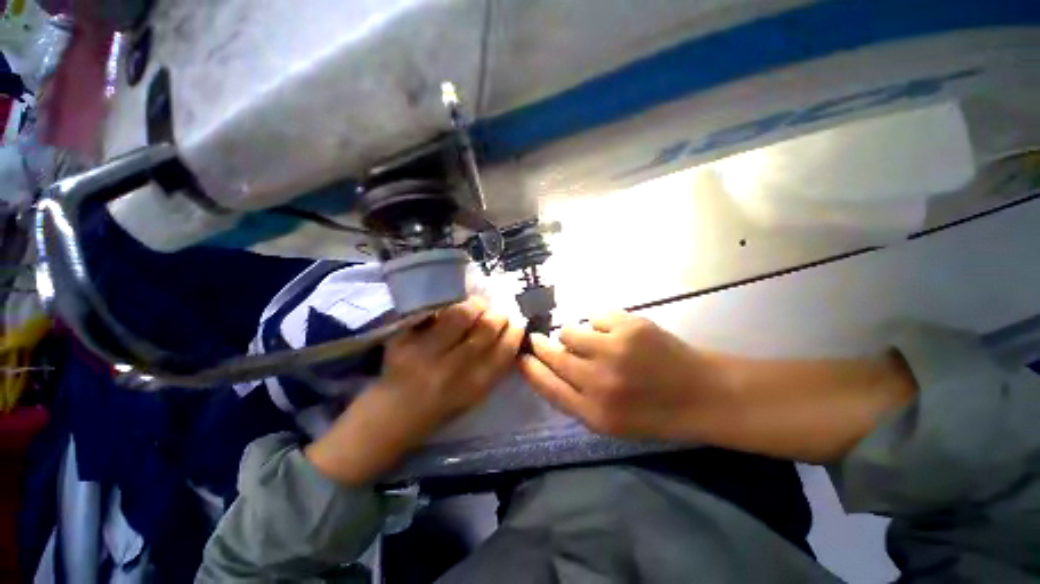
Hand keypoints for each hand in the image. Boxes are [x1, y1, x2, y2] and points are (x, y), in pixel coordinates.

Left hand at [306, 298, 523, 484]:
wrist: (391, 417)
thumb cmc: (439, 408)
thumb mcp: (473, 395)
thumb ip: (492, 367)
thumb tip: (511, 332)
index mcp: (473, 387)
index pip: (504, 351)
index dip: (514, 331)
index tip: (515, 323)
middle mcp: (451, 370)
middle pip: (486, 328)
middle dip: (497, 315)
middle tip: (495, 312)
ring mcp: (424, 354)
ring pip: (460, 314)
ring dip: (475, 305)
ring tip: (476, 306)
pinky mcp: (403, 342)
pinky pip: (433, 313)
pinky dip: (447, 305)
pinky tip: (453, 307)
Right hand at [521, 311, 916, 461]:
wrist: (703, 395)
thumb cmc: (655, 412)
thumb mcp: (610, 421)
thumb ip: (575, 397)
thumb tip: (548, 365)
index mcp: (594, 413)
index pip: (546, 385)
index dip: (529, 367)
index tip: (520, 355)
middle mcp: (599, 382)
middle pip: (553, 354)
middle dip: (540, 344)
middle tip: (537, 337)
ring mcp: (614, 351)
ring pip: (571, 331)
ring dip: (575, 334)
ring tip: (592, 339)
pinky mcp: (630, 327)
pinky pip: (596, 316)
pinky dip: (601, 323)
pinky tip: (617, 332)